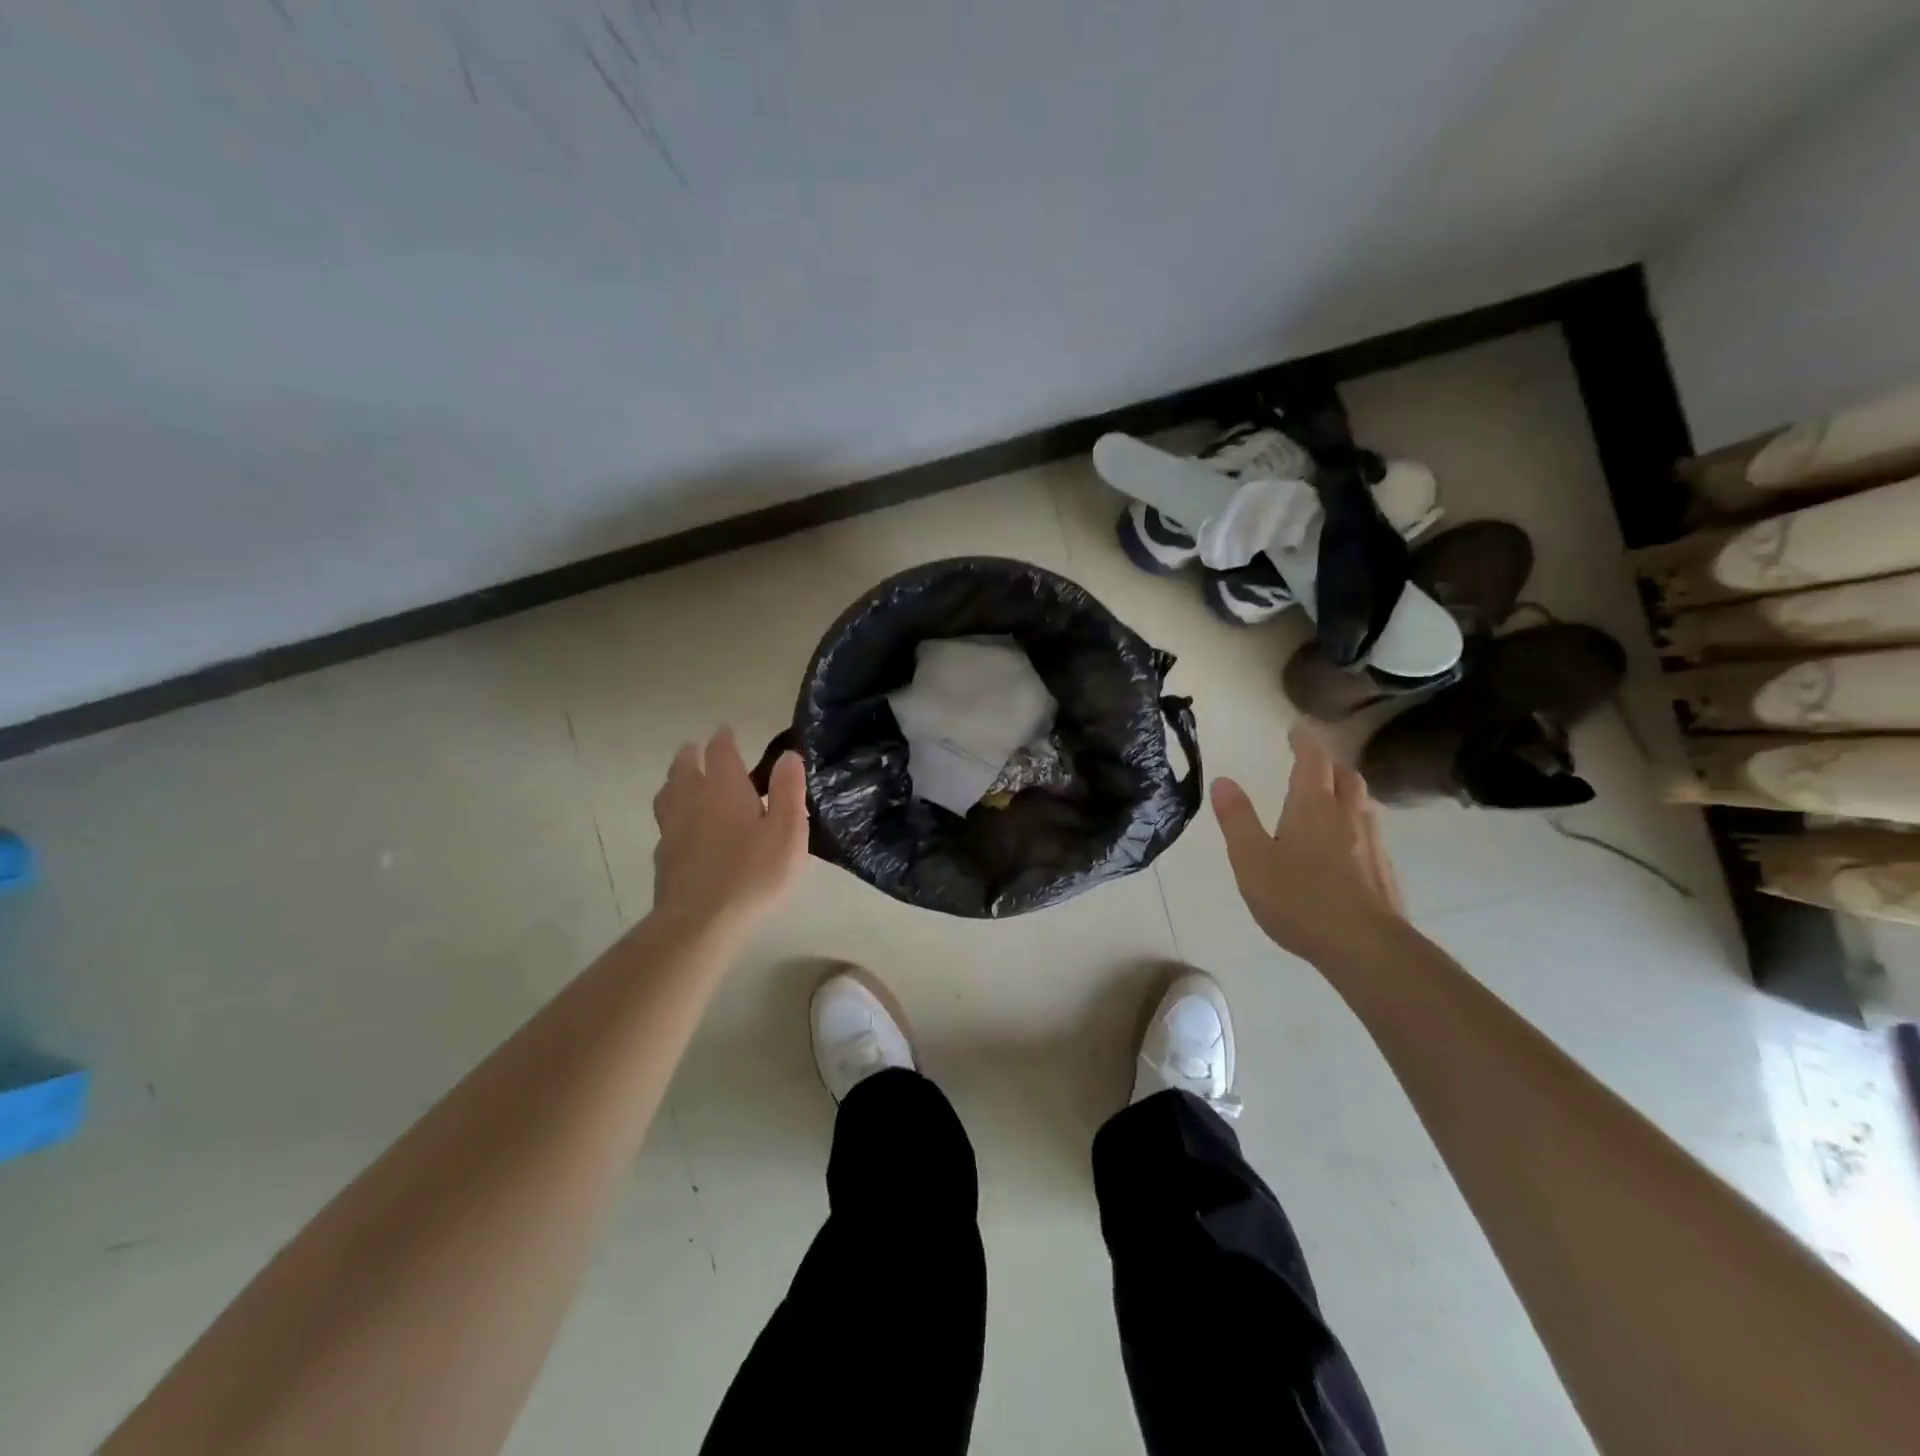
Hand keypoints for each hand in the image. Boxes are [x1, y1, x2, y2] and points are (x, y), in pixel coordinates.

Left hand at [650, 727, 808, 935]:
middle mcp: (694, 802)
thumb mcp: (788, 832)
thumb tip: (788, 755)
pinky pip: (665, 824)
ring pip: (668, 795)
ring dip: (675, 780)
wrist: (700, 921)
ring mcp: (674, 830)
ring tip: (679, 779)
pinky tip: (678, 827)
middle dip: (692, 756)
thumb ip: (788, 791)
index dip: (724, 740)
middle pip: (685, 770)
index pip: (721, 754)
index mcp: (725, 791)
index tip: (725, 731)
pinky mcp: (664, 858)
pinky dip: (671, 814)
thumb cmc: (753, 874)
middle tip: (694, 748)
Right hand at [1212, 725, 1406, 967]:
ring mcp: (1371, 844)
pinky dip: (1356, 826)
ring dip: (1346, 793)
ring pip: (1363, 804)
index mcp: (1311, 806)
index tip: (1297, 730)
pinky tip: (1345, 849)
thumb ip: (1237, 819)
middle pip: (1345, 777)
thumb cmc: (1298, 899)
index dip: (1305, 741)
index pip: (1313, 760)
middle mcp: (1346, 816)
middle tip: (1312, 765)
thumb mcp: (1250, 859)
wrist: (1364, 946)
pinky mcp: (1384, 872)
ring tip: (1329, 802)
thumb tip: (1222, 781)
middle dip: (1329, 765)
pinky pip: (1371, 834)